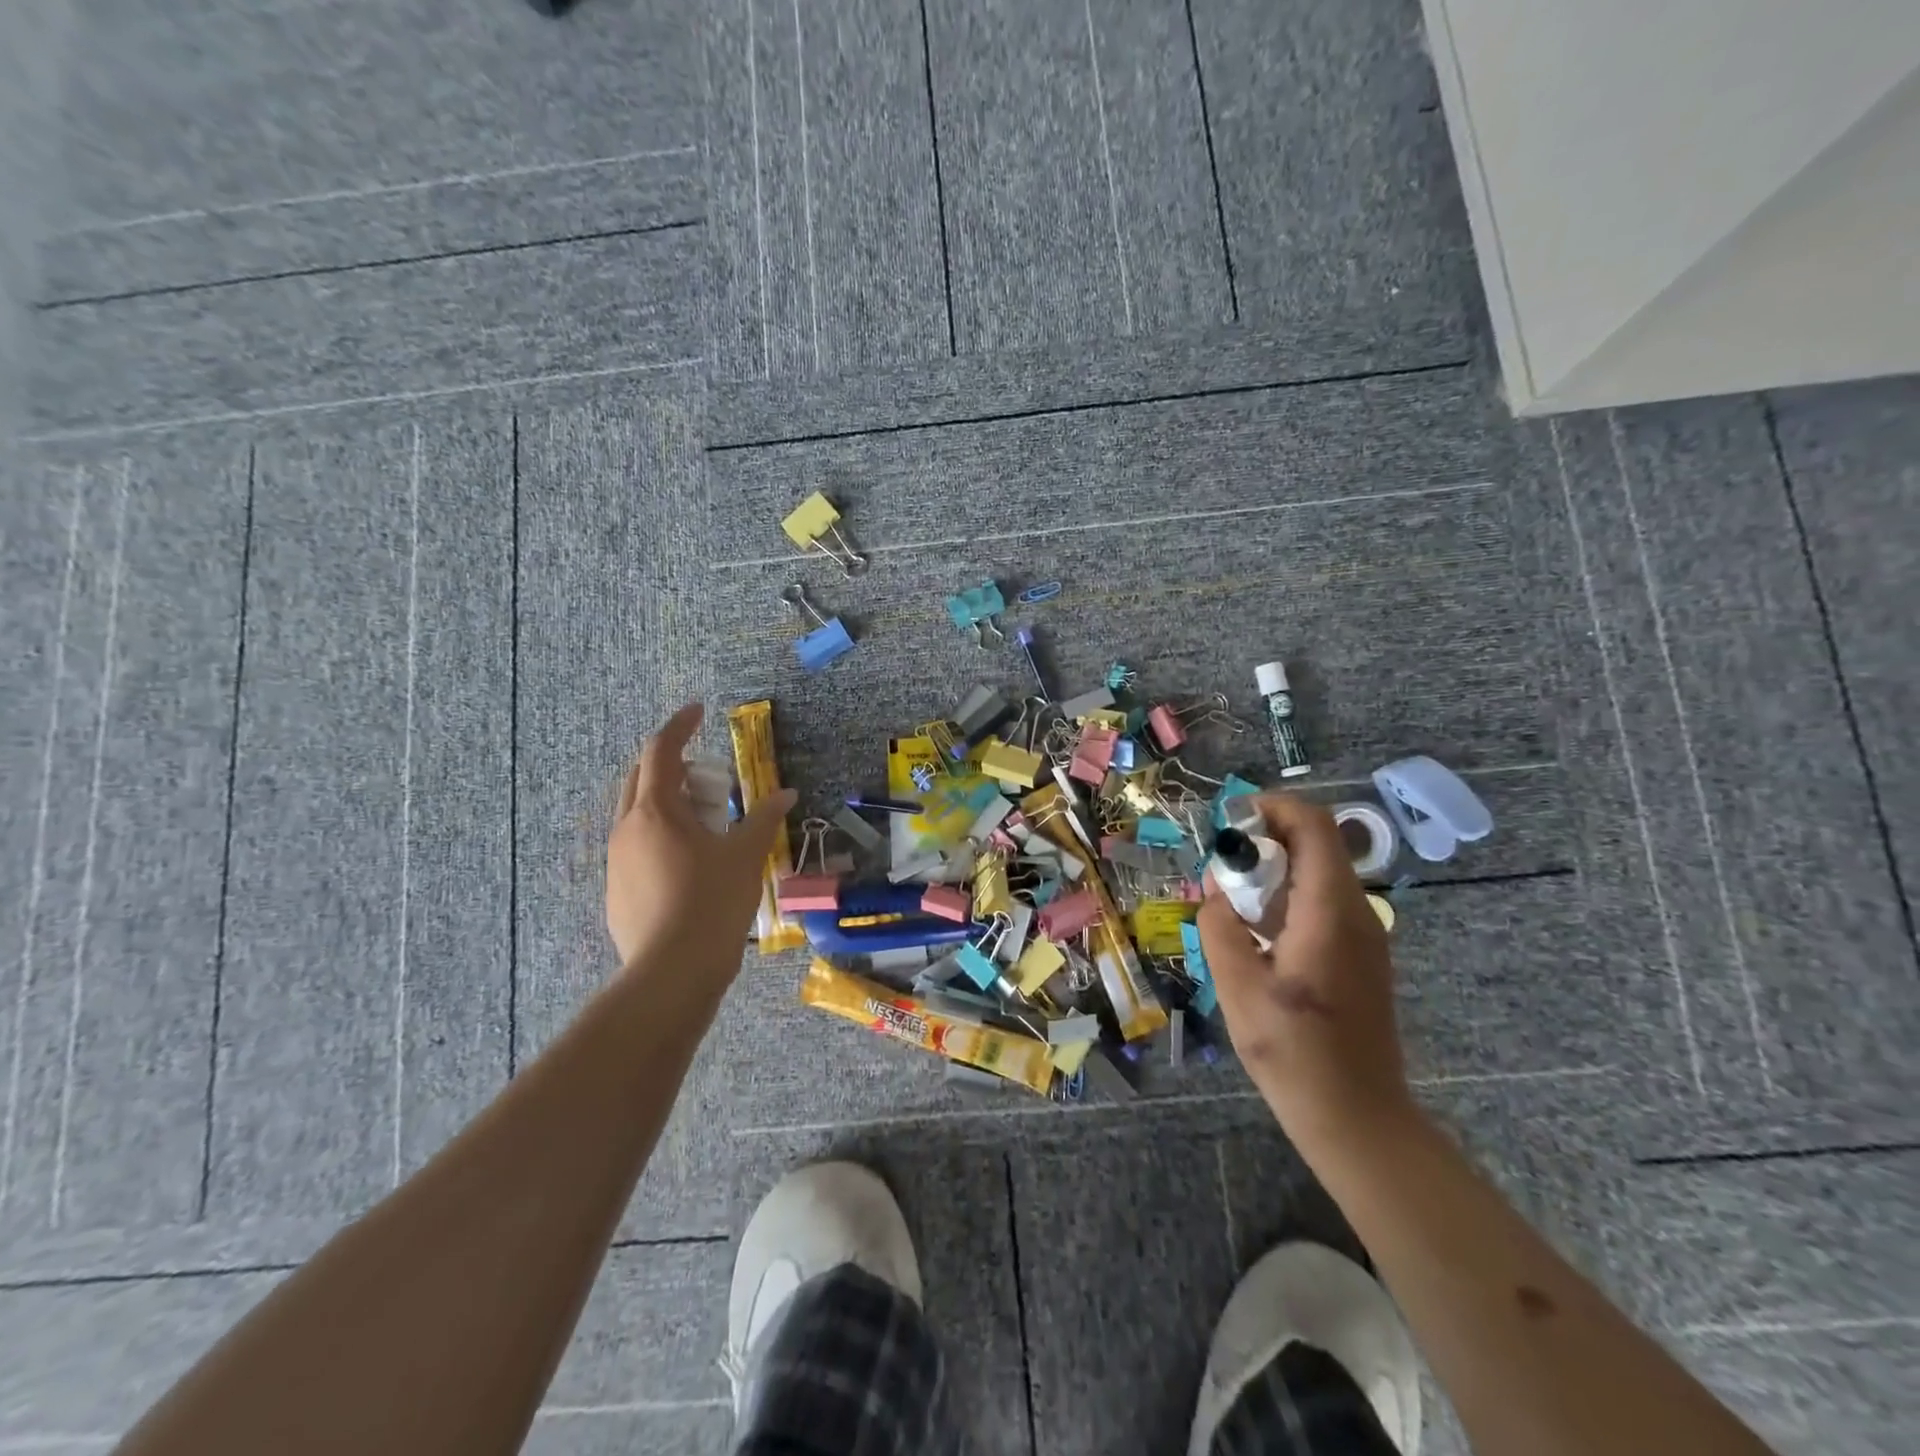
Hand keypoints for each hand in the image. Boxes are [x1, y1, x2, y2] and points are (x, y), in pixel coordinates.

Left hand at [606, 703, 795, 972]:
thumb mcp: (746, 856)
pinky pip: (635, 848)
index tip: (698, 711)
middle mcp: (627, 829)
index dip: (679, 725)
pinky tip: (688, 865)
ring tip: (703, 824)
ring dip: (666, 805)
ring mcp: (616, 863)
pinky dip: (659, 838)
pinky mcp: (616, 892)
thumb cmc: (713, 903)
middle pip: (641, 779)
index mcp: (655, 812)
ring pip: (636, 815)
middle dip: (673, 767)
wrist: (672, 973)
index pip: (660, 750)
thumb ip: (765, 819)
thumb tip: (786, 794)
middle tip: (709, 779)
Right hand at [1197, 794, 1414, 1157]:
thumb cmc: (1294, 1053)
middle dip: (1263, 840)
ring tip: (1230, 899)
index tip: (1227, 825)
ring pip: (1318, 872)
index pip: (1313, 825)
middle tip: (1220, 866)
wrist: (1357, 1118)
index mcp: (1329, 912)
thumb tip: (1217, 891)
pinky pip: (1322, 902)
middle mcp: (1356, 912)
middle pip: (1315, 844)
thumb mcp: (1237, 986)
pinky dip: (1286, 897)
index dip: (1271, 808)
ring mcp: (1364, 934)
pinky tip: (1255, 932)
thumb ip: (1219, 925)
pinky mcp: (1359, 955)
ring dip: (1272, 870)